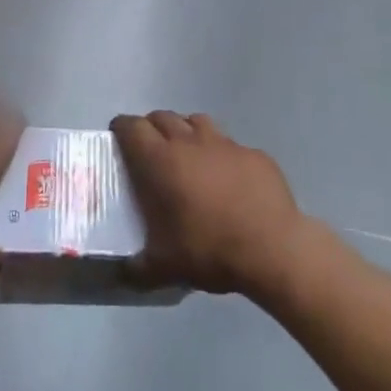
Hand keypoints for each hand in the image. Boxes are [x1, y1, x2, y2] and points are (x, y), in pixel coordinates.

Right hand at [112, 111, 306, 296]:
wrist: (272, 247)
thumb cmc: (209, 249)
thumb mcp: (165, 267)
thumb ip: (138, 268)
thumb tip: (125, 273)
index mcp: (161, 160)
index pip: (132, 127)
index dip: (122, 128)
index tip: (118, 138)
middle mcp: (190, 141)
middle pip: (163, 117)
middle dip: (152, 127)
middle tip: (150, 150)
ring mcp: (225, 143)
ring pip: (197, 121)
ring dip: (186, 131)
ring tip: (187, 155)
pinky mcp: (253, 153)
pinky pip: (230, 144)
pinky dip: (221, 154)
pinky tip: (228, 177)